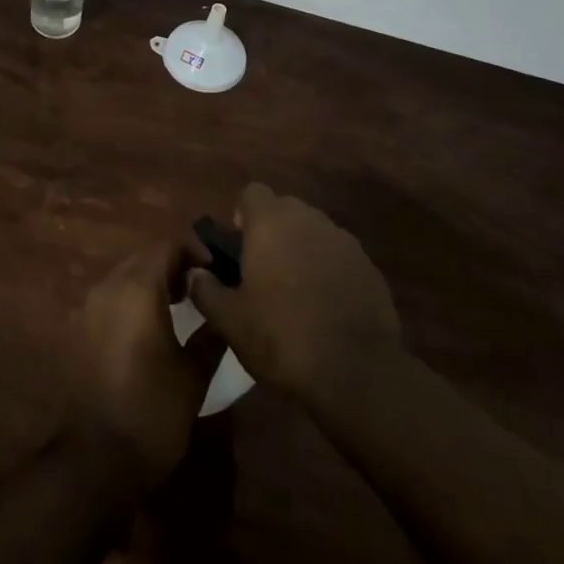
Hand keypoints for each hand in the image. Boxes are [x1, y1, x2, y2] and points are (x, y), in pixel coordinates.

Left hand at [70, 242, 226, 485]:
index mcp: (138, 287)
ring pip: (126, 277)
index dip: (197, 252)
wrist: (94, 461)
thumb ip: (211, 330)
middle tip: (203, 289)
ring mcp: (89, 307)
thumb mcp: (194, 374)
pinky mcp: (79, 330)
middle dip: (175, 266)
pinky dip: (133, 302)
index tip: (219, 272)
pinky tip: (151, 330)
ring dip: (153, 283)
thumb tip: (222, 304)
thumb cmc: (152, 412)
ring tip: (181, 308)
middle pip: (145, 257)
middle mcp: (108, 286)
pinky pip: (111, 299)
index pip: (169, 246)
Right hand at [186, 183, 401, 408]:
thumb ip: (206, 290)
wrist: (356, 370)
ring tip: (295, 292)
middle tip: (263, 272)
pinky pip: (338, 255)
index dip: (243, 215)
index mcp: (271, 222)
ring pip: (313, 231)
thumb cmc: (282, 337)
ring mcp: (342, 239)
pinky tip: (326, 306)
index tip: (240, 248)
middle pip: (284, 209)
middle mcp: (308, 219)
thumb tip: (195, 274)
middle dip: (273, 232)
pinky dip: (328, 270)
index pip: (252, 192)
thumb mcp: (230, 321)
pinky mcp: (367, 265)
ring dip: (301, 250)